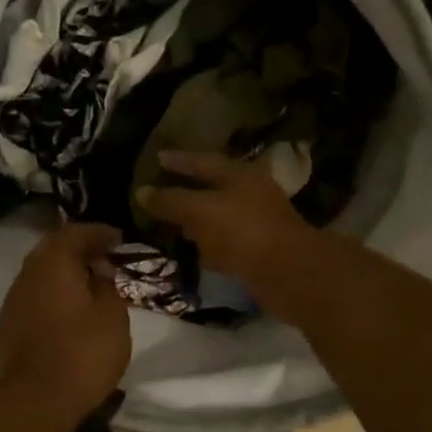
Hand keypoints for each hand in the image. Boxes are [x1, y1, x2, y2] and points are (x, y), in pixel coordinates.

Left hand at [0, 224, 131, 423]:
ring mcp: (13, 300)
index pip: (76, 233)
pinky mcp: (8, 325)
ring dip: (65, 275)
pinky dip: (54, 296)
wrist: (34, 400)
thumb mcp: (112, 317)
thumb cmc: (82, 353)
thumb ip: (108, 287)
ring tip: (91, 286)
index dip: (99, 233)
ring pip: (41, 275)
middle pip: (53, 250)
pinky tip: (70, 311)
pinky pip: (35, 297)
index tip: (119, 239)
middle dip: (80, 251)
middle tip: (105, 259)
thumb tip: (99, 272)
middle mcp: (28, 273)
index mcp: (53, 262)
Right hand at [137, 151, 319, 313]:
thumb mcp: (200, 210)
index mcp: (239, 174)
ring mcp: (256, 222)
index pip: (202, 160)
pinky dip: (209, 243)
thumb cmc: (243, 231)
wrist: (289, 273)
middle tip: (160, 190)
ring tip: (172, 222)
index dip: (178, 160)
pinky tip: (195, 250)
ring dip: (198, 219)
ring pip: (219, 215)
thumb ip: (171, 200)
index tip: (157, 158)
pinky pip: (227, 242)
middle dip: (187, 189)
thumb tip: (142, 191)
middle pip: (213, 187)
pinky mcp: (259, 250)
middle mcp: (250, 192)